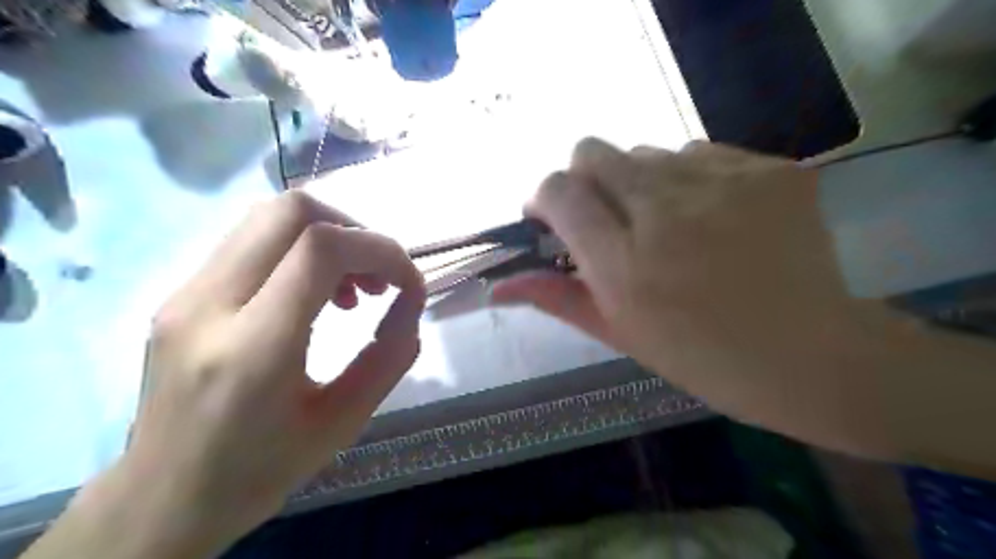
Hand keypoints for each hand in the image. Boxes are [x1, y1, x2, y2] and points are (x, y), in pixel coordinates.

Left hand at [114, 191, 424, 554]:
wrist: (164, 499)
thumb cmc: (260, 470)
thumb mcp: (344, 423)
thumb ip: (389, 357)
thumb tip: (411, 302)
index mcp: (252, 349)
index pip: (321, 250)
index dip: (381, 250)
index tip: (408, 283)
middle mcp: (207, 305)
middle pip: (291, 212)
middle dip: (354, 231)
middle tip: (379, 277)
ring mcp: (185, 294)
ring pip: (269, 217)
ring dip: (329, 238)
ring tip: (353, 288)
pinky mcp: (182, 293)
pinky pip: (253, 242)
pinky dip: (302, 251)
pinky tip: (317, 294)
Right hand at [492, 140, 877, 449]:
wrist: (812, 356)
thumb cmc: (704, 358)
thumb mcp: (620, 334)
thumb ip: (557, 298)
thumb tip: (497, 286)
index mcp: (625, 265)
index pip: (559, 190)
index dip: (546, 197)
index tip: (552, 217)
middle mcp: (666, 212)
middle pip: (593, 151)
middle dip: (585, 179)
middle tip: (607, 217)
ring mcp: (724, 184)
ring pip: (646, 152)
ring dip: (639, 183)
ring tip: (669, 225)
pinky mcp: (770, 168)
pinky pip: (700, 154)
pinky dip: (690, 180)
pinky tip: (714, 218)